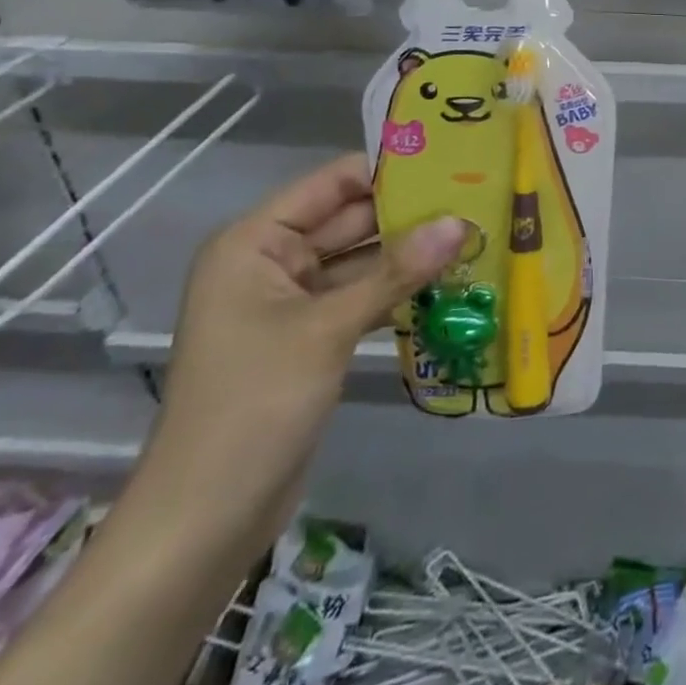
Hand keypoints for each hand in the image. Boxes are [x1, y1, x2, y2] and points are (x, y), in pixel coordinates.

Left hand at [144, 155, 466, 548]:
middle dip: (412, 213)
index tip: (453, 163)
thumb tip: (461, 222)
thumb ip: (396, 272)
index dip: (390, 171)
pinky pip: (363, 296)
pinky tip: (452, 282)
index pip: (333, 184)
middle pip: (351, 219)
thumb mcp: (329, 329)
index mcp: (255, 243)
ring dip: (412, 253)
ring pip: (363, 260)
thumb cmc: (253, 406)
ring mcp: (292, 302)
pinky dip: (400, 290)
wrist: (205, 521)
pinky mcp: (313, 337)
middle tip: (480, 197)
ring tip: (478, 233)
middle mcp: (272, 262)